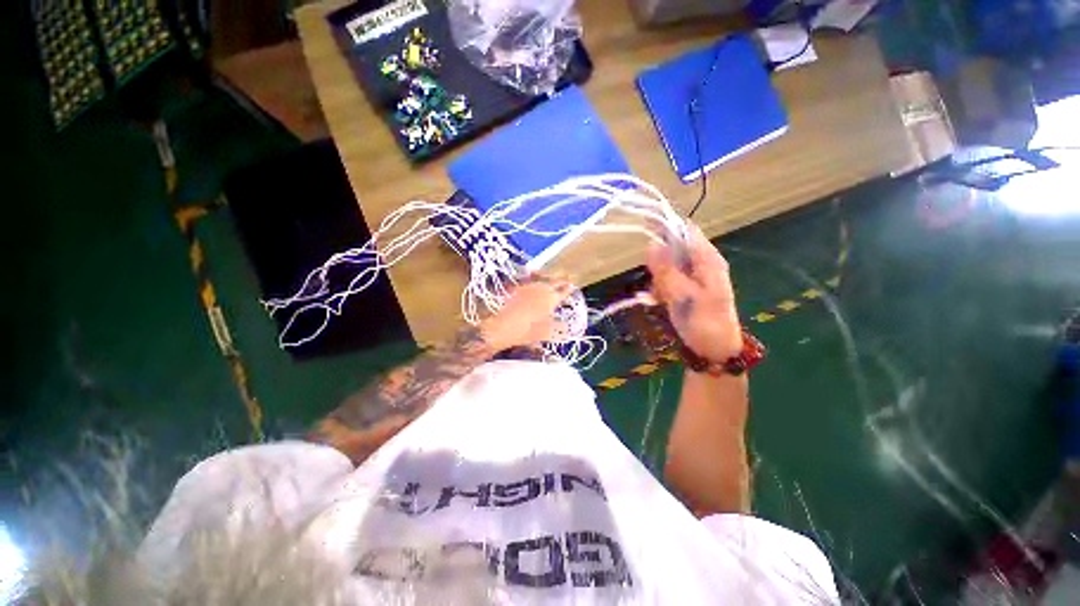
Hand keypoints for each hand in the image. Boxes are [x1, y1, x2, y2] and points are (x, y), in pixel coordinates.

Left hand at [480, 278, 572, 350]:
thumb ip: (558, 328)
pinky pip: (529, 280)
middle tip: (564, 283)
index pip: (565, 290)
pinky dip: (534, 280)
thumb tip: (567, 329)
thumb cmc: (525, 332)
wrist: (501, 327)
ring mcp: (528, 285)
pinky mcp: (517, 286)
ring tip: (550, 282)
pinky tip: (533, 285)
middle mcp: (542, 288)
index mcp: (551, 299)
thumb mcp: (545, 333)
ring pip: (542, 278)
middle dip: (560, 282)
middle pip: (554, 281)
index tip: (572, 287)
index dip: (569, 289)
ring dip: (548, 279)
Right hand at [647, 226, 741, 360]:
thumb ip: (667, 271)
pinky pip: (666, 280)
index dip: (665, 225)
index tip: (644, 227)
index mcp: (707, 259)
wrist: (714, 350)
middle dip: (659, 262)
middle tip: (657, 284)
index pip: (686, 231)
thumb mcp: (684, 296)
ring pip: (666, 265)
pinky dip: (659, 288)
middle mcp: (700, 263)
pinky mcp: (684, 288)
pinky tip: (659, 301)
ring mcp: (692, 276)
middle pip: (672, 248)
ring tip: (660, 297)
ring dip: (658, 279)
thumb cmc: (705, 322)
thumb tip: (651, 245)